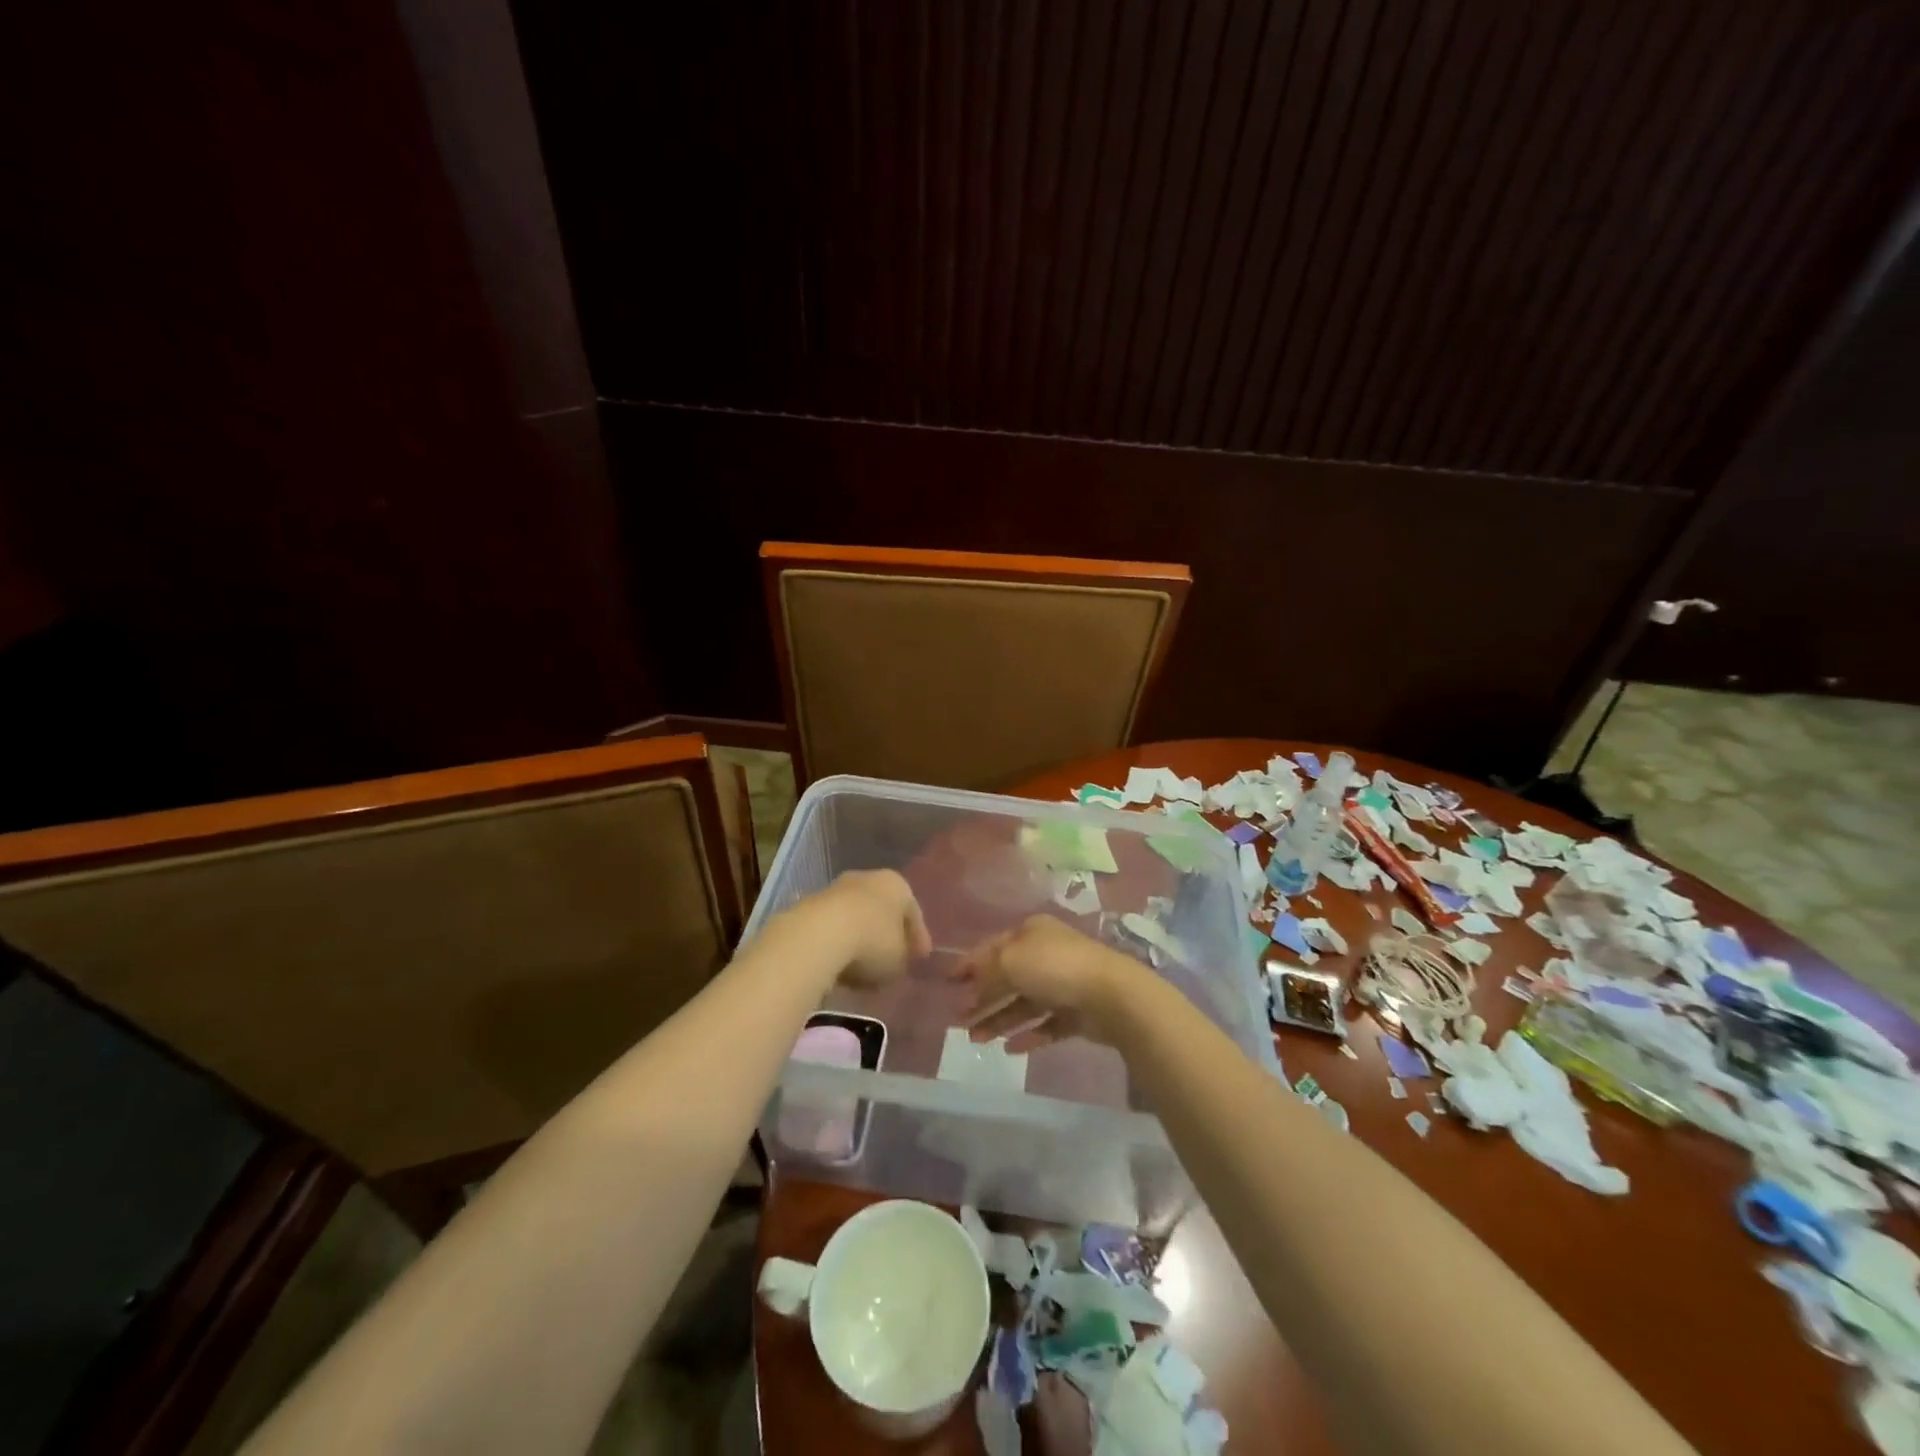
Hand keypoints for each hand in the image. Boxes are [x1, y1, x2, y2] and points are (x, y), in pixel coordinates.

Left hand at [793, 870, 930, 987]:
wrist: (818, 935)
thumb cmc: (872, 942)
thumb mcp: (899, 960)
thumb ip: (903, 958)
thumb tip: (896, 959)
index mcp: (897, 884)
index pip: (913, 912)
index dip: (918, 938)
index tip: (919, 959)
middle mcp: (867, 878)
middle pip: (882, 910)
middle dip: (886, 935)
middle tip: (890, 960)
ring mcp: (835, 889)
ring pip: (855, 917)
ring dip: (859, 939)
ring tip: (861, 969)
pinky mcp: (809, 904)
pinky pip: (832, 927)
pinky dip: (837, 943)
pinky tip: (838, 965)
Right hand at [949, 916, 1148, 1049]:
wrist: (1110, 995)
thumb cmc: (1054, 967)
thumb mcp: (1010, 961)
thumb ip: (986, 973)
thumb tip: (971, 985)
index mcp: (1031, 933)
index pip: (992, 948)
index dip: (968, 964)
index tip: (947, 982)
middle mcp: (1045, 955)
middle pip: (1006, 978)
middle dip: (980, 998)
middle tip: (957, 1019)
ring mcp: (1062, 984)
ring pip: (1023, 1004)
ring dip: (998, 1020)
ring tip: (976, 1039)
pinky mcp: (1076, 1013)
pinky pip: (1045, 1025)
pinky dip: (1027, 1035)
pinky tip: (1008, 1049)